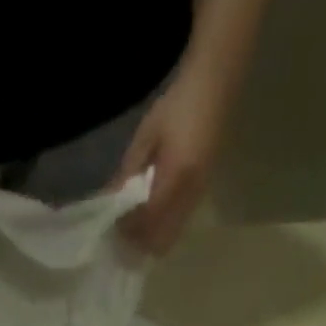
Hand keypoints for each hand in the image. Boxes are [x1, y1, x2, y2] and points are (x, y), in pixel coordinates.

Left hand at [112, 71, 231, 254]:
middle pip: (161, 239)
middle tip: (121, 231)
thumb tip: (109, 201)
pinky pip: (178, 223)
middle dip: (140, 241)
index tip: (112, 228)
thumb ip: (128, 172)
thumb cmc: (178, 104)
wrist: (216, 83)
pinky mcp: (201, 192)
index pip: (147, 220)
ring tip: (133, 224)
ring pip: (171, 236)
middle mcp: (190, 193)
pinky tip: (150, 213)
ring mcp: (199, 195)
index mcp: (176, 175)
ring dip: (151, 237)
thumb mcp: (146, 135)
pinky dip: (162, 227)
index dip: (128, 229)